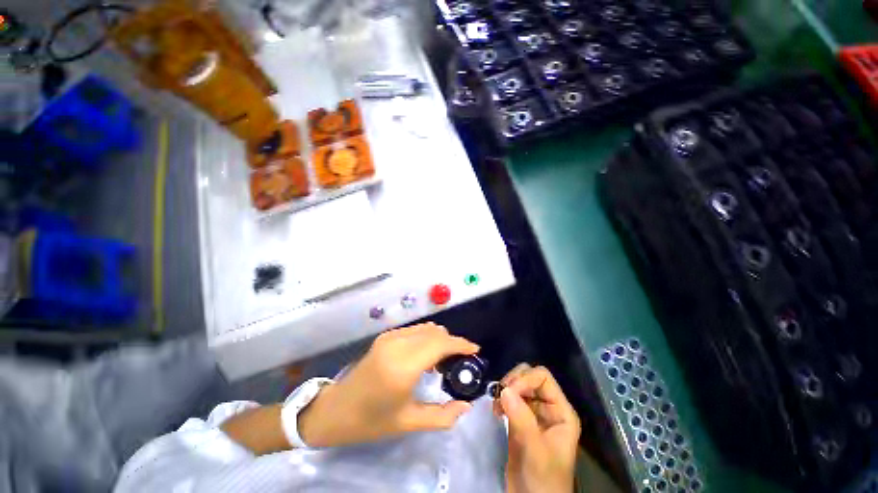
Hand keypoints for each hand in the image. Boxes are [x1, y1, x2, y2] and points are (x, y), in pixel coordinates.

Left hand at [299, 323, 479, 446]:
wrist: (335, 410)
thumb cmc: (371, 421)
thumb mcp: (408, 423)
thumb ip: (442, 416)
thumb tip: (466, 406)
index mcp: (403, 366)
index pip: (440, 344)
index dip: (461, 344)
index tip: (475, 350)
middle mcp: (397, 344)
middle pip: (435, 332)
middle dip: (452, 343)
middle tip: (460, 361)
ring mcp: (390, 337)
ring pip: (426, 328)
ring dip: (440, 339)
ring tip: (444, 360)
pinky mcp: (385, 336)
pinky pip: (415, 330)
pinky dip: (427, 338)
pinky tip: (426, 356)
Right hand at [495, 364, 580, 492]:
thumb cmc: (543, 480)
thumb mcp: (536, 451)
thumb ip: (522, 419)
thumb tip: (504, 390)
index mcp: (560, 411)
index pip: (543, 378)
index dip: (525, 379)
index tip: (508, 392)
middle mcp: (548, 407)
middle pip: (529, 376)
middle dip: (513, 382)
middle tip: (499, 396)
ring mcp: (533, 412)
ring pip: (518, 385)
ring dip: (505, 389)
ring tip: (496, 405)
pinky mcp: (520, 419)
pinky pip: (510, 398)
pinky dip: (501, 398)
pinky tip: (496, 410)